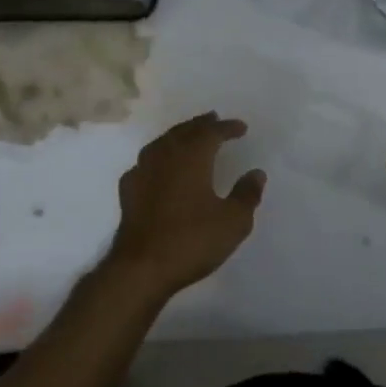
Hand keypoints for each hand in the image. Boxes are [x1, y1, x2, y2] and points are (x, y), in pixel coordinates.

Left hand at [105, 113, 265, 298]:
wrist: (141, 268)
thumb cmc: (191, 240)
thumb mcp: (233, 222)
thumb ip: (247, 194)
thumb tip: (256, 173)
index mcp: (192, 157)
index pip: (211, 132)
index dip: (227, 127)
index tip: (241, 127)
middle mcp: (165, 156)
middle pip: (184, 131)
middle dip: (201, 124)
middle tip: (213, 119)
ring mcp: (142, 171)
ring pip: (162, 143)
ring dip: (178, 136)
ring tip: (188, 137)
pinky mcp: (128, 190)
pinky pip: (146, 163)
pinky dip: (158, 158)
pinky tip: (159, 168)